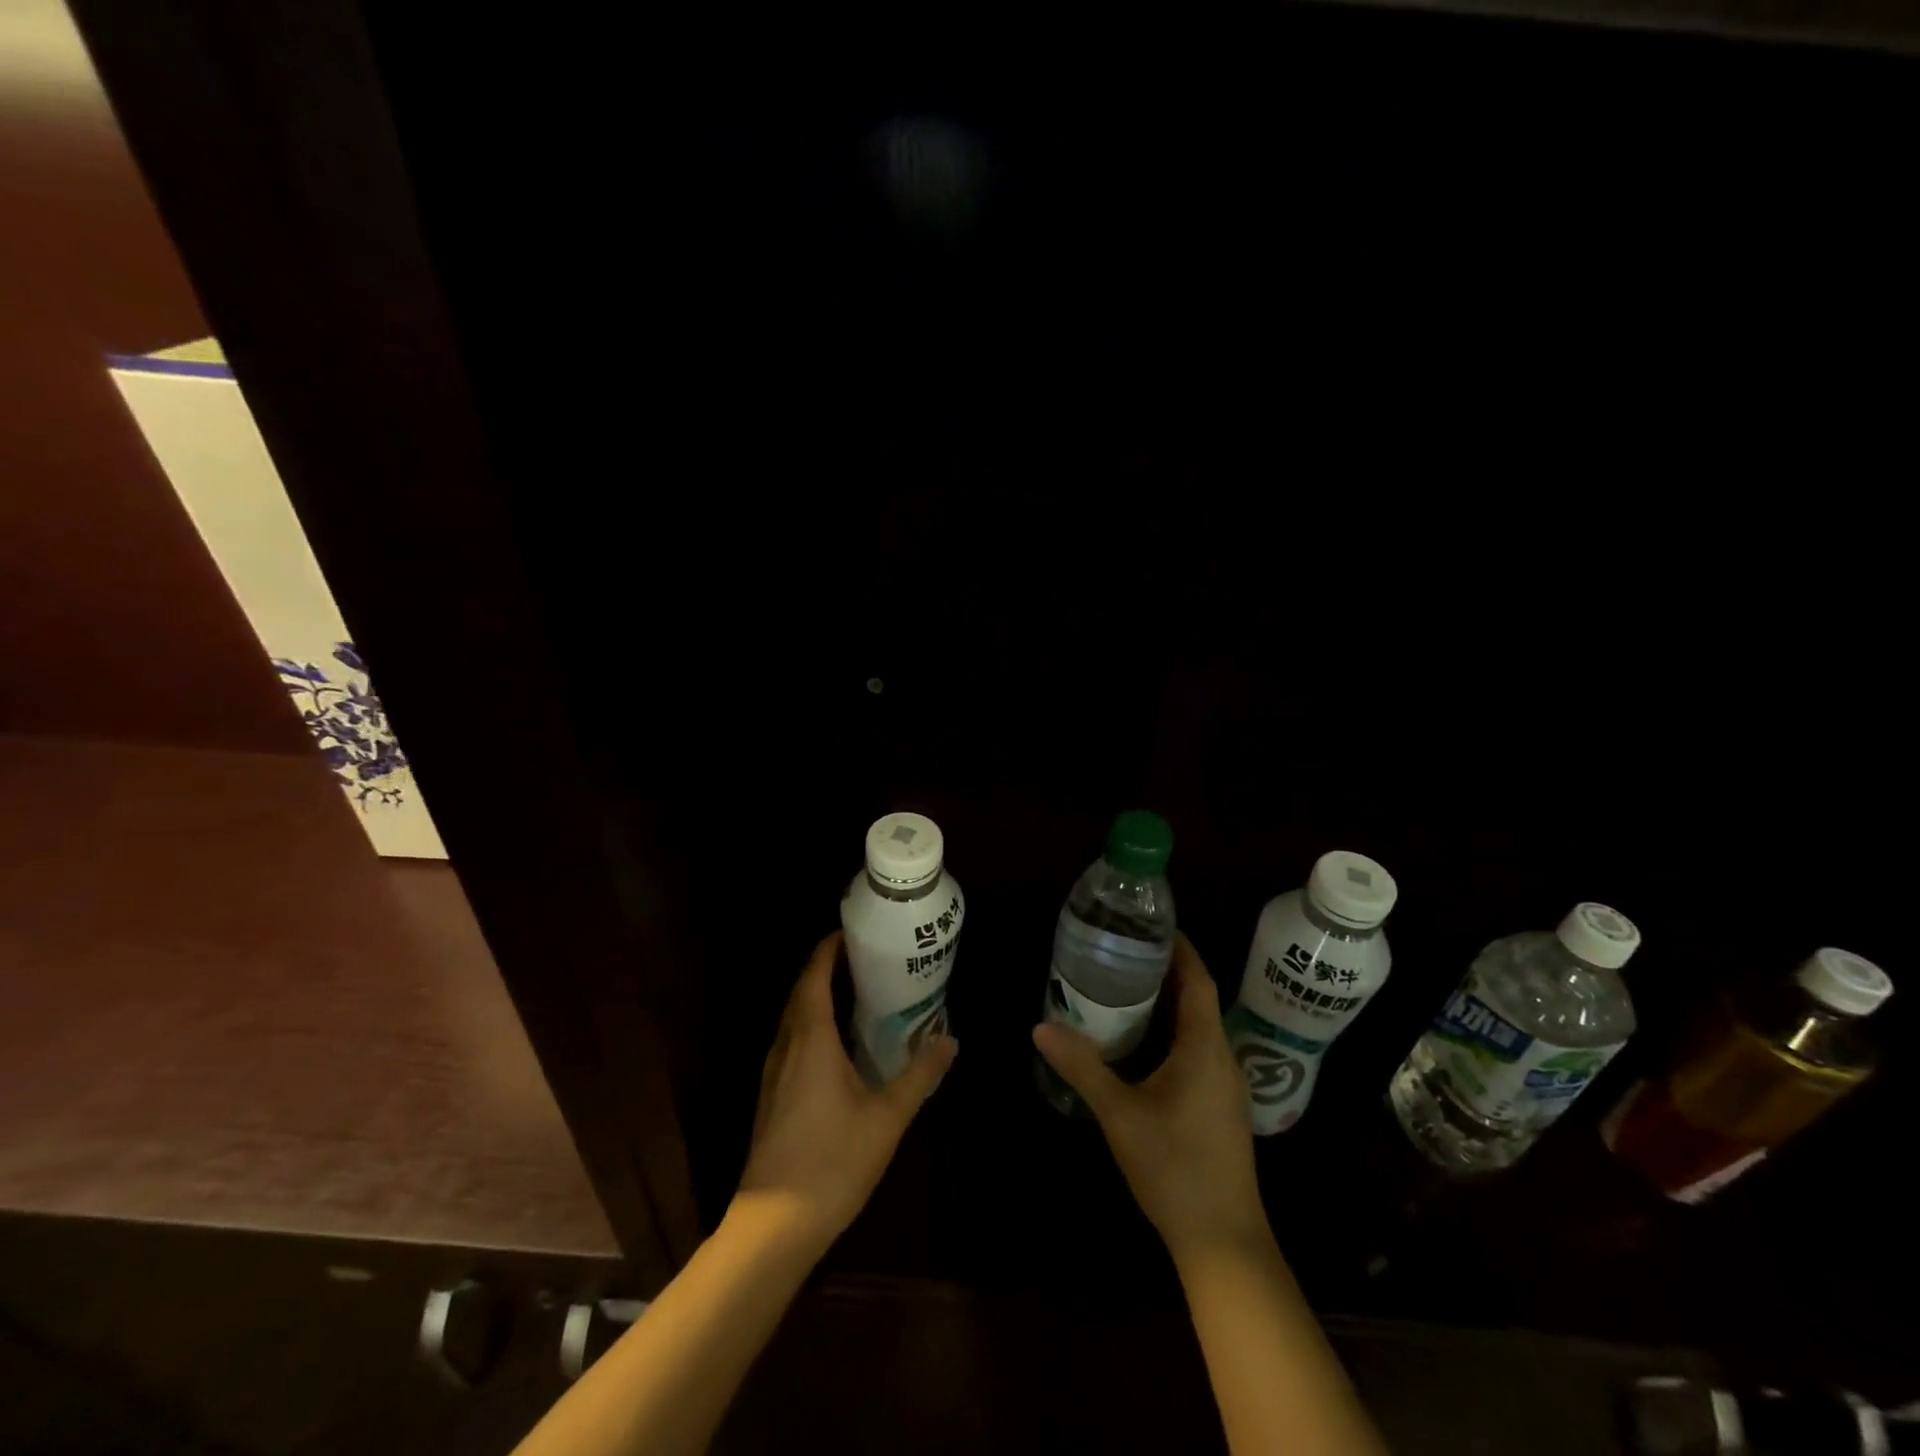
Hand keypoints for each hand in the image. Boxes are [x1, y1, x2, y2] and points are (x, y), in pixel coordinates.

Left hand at [733, 931, 957, 1255]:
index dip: (829, 950)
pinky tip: (836, 1045)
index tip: (851, 931)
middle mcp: (786, 1046)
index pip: (814, 976)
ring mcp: (774, 1074)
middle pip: (801, 992)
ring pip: (793, 1019)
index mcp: (810, 1039)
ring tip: (854, 992)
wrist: (773, 1227)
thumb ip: (919, 1075)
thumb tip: (950, 1040)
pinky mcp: (772, 1098)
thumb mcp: (887, 1117)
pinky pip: (791, 1042)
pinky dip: (812, 1026)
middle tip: (863, 957)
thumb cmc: (832, 1161)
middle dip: (826, 968)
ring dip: (817, 997)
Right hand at [1033, 934, 1266, 1259]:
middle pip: (1198, 998)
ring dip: (1169, 1001)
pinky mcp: (1219, 1105)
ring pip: (1198, 1025)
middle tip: (1123, 950)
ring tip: (1126, 985)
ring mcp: (1225, 1084)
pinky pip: (1197, 1049)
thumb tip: (1040, 1026)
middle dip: (1166, 970)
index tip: (1151, 924)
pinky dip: (1172, 1030)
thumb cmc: (1174, 1169)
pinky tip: (1142, 1041)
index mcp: (1204, 1047)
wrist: (1223, 1240)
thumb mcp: (1120, 1115)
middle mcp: (1221, 1057)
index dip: (1180, 948)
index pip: (1197, 979)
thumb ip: (1082, 1068)